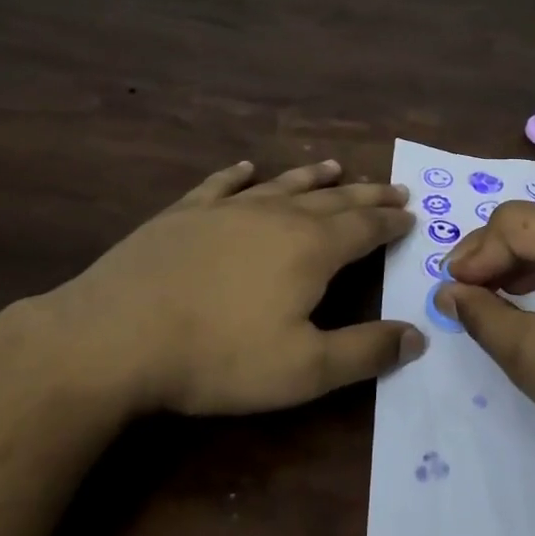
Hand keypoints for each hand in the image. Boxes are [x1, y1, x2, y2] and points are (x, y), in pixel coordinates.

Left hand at [19, 159, 422, 416]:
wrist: (116, 336)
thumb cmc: (219, 356)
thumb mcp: (304, 368)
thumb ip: (365, 351)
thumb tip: (417, 336)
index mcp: (311, 248)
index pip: (365, 227)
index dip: (391, 222)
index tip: (410, 215)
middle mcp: (276, 216)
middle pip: (333, 199)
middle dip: (366, 194)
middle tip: (392, 187)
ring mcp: (227, 209)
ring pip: (283, 185)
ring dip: (314, 177)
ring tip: (335, 166)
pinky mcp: (184, 213)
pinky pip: (221, 185)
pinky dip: (239, 175)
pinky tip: (247, 169)